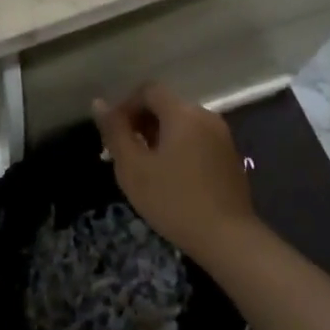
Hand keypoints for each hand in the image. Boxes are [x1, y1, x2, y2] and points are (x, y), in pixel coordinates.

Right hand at [93, 83, 257, 262]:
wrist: (228, 239)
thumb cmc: (174, 201)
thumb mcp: (134, 168)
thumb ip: (115, 132)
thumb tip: (99, 103)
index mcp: (182, 112)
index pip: (148, 90)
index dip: (126, 106)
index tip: (114, 134)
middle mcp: (205, 115)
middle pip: (166, 105)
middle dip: (142, 122)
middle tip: (125, 153)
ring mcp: (222, 136)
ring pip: (182, 123)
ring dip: (159, 136)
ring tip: (145, 167)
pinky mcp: (230, 156)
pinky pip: (197, 139)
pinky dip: (179, 147)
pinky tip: (171, 177)